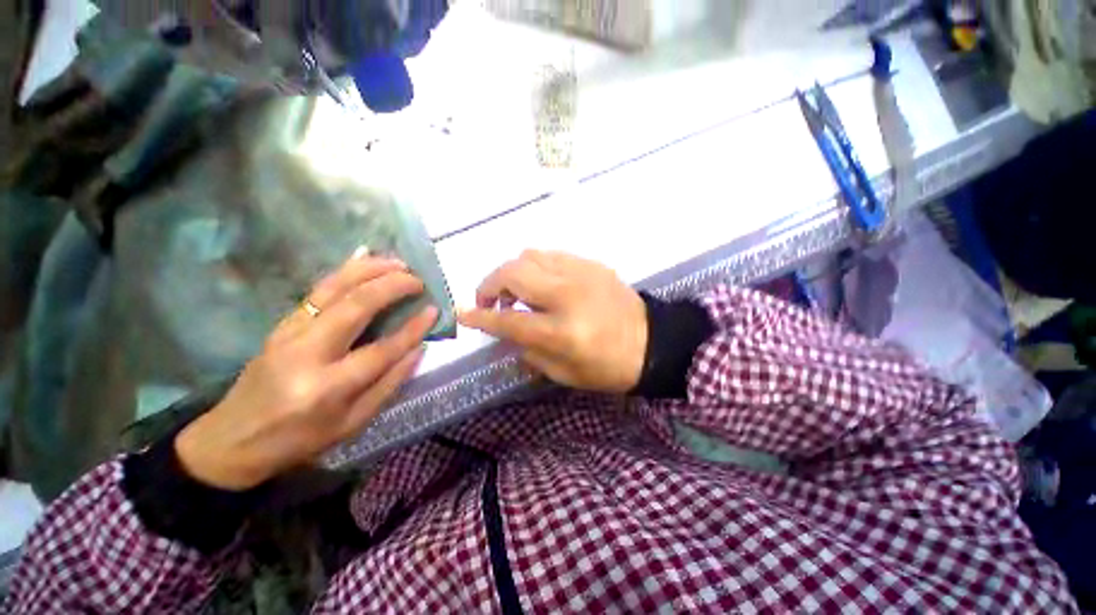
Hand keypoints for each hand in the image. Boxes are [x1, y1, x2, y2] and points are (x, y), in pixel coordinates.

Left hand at [175, 252, 437, 490]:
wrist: (231, 440)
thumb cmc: (299, 439)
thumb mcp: (352, 424)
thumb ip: (389, 385)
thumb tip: (418, 349)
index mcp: (328, 387)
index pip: (382, 349)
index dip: (412, 328)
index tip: (434, 310)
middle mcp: (307, 353)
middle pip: (355, 306)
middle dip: (391, 286)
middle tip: (417, 280)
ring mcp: (289, 333)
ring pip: (333, 289)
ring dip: (369, 270)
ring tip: (397, 262)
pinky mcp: (281, 324)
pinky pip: (318, 290)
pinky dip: (344, 271)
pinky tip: (362, 258)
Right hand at [458, 250, 646, 393]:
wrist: (652, 342)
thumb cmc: (608, 367)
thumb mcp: (564, 374)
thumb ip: (529, 351)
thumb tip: (508, 333)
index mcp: (562, 331)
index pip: (508, 320)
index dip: (480, 317)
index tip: (462, 313)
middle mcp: (567, 295)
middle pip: (513, 273)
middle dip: (490, 285)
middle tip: (492, 302)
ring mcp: (581, 273)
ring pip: (529, 255)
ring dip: (513, 273)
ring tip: (517, 292)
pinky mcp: (592, 264)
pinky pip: (551, 255)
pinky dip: (536, 267)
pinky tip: (542, 283)